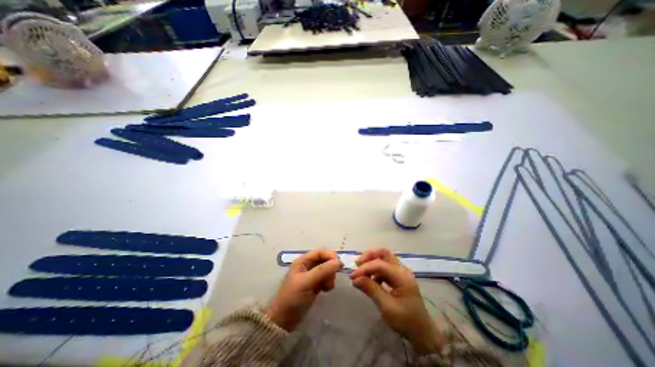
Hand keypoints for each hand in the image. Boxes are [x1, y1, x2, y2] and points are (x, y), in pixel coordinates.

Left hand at [264, 250, 342, 330]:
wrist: (284, 320)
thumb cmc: (293, 297)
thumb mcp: (307, 282)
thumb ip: (322, 270)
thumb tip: (339, 262)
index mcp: (303, 261)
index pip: (320, 252)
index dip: (330, 256)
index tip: (339, 264)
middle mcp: (307, 266)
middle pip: (324, 260)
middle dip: (330, 268)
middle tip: (332, 279)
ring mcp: (311, 275)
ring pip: (327, 270)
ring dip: (330, 277)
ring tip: (327, 287)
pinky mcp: (315, 285)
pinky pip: (326, 279)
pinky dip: (328, 283)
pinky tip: (325, 290)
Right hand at [351, 248, 441, 353]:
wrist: (422, 333)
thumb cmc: (405, 321)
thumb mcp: (386, 307)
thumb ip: (371, 289)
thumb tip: (355, 279)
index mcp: (402, 276)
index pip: (380, 264)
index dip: (365, 268)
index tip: (352, 276)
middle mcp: (402, 270)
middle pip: (384, 253)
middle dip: (369, 256)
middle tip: (357, 264)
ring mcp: (401, 273)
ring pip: (384, 258)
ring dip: (371, 261)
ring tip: (361, 271)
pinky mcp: (398, 277)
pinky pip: (385, 267)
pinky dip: (375, 270)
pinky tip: (370, 279)